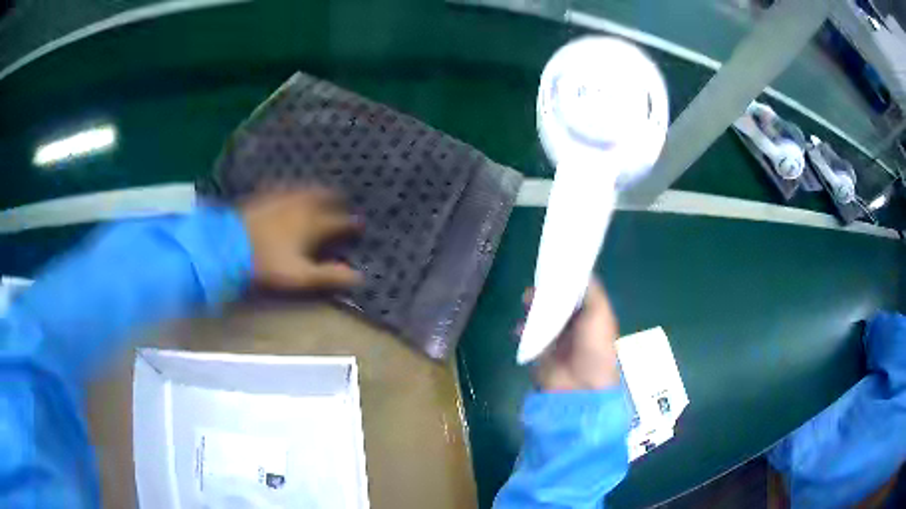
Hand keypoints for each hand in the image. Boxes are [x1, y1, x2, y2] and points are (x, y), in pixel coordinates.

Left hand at [240, 187, 361, 290]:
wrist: (228, 245)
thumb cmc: (267, 263)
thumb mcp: (300, 276)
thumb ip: (329, 275)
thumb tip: (359, 276)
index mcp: (313, 224)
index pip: (339, 222)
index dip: (351, 224)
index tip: (360, 225)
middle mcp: (301, 206)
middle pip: (324, 197)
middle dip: (336, 199)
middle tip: (342, 201)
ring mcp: (281, 198)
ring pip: (305, 189)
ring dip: (317, 191)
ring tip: (321, 193)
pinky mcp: (264, 196)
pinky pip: (285, 188)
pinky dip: (294, 189)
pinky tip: (289, 192)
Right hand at [520, 279, 619, 391]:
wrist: (580, 387)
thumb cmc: (594, 347)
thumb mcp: (599, 313)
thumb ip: (591, 290)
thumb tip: (581, 269)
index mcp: (591, 314)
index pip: (576, 291)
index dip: (565, 279)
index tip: (552, 267)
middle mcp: (574, 323)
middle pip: (556, 301)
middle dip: (545, 293)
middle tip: (534, 289)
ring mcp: (557, 337)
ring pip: (541, 315)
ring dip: (532, 309)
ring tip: (525, 305)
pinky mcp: (541, 350)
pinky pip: (529, 334)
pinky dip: (522, 329)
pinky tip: (520, 329)